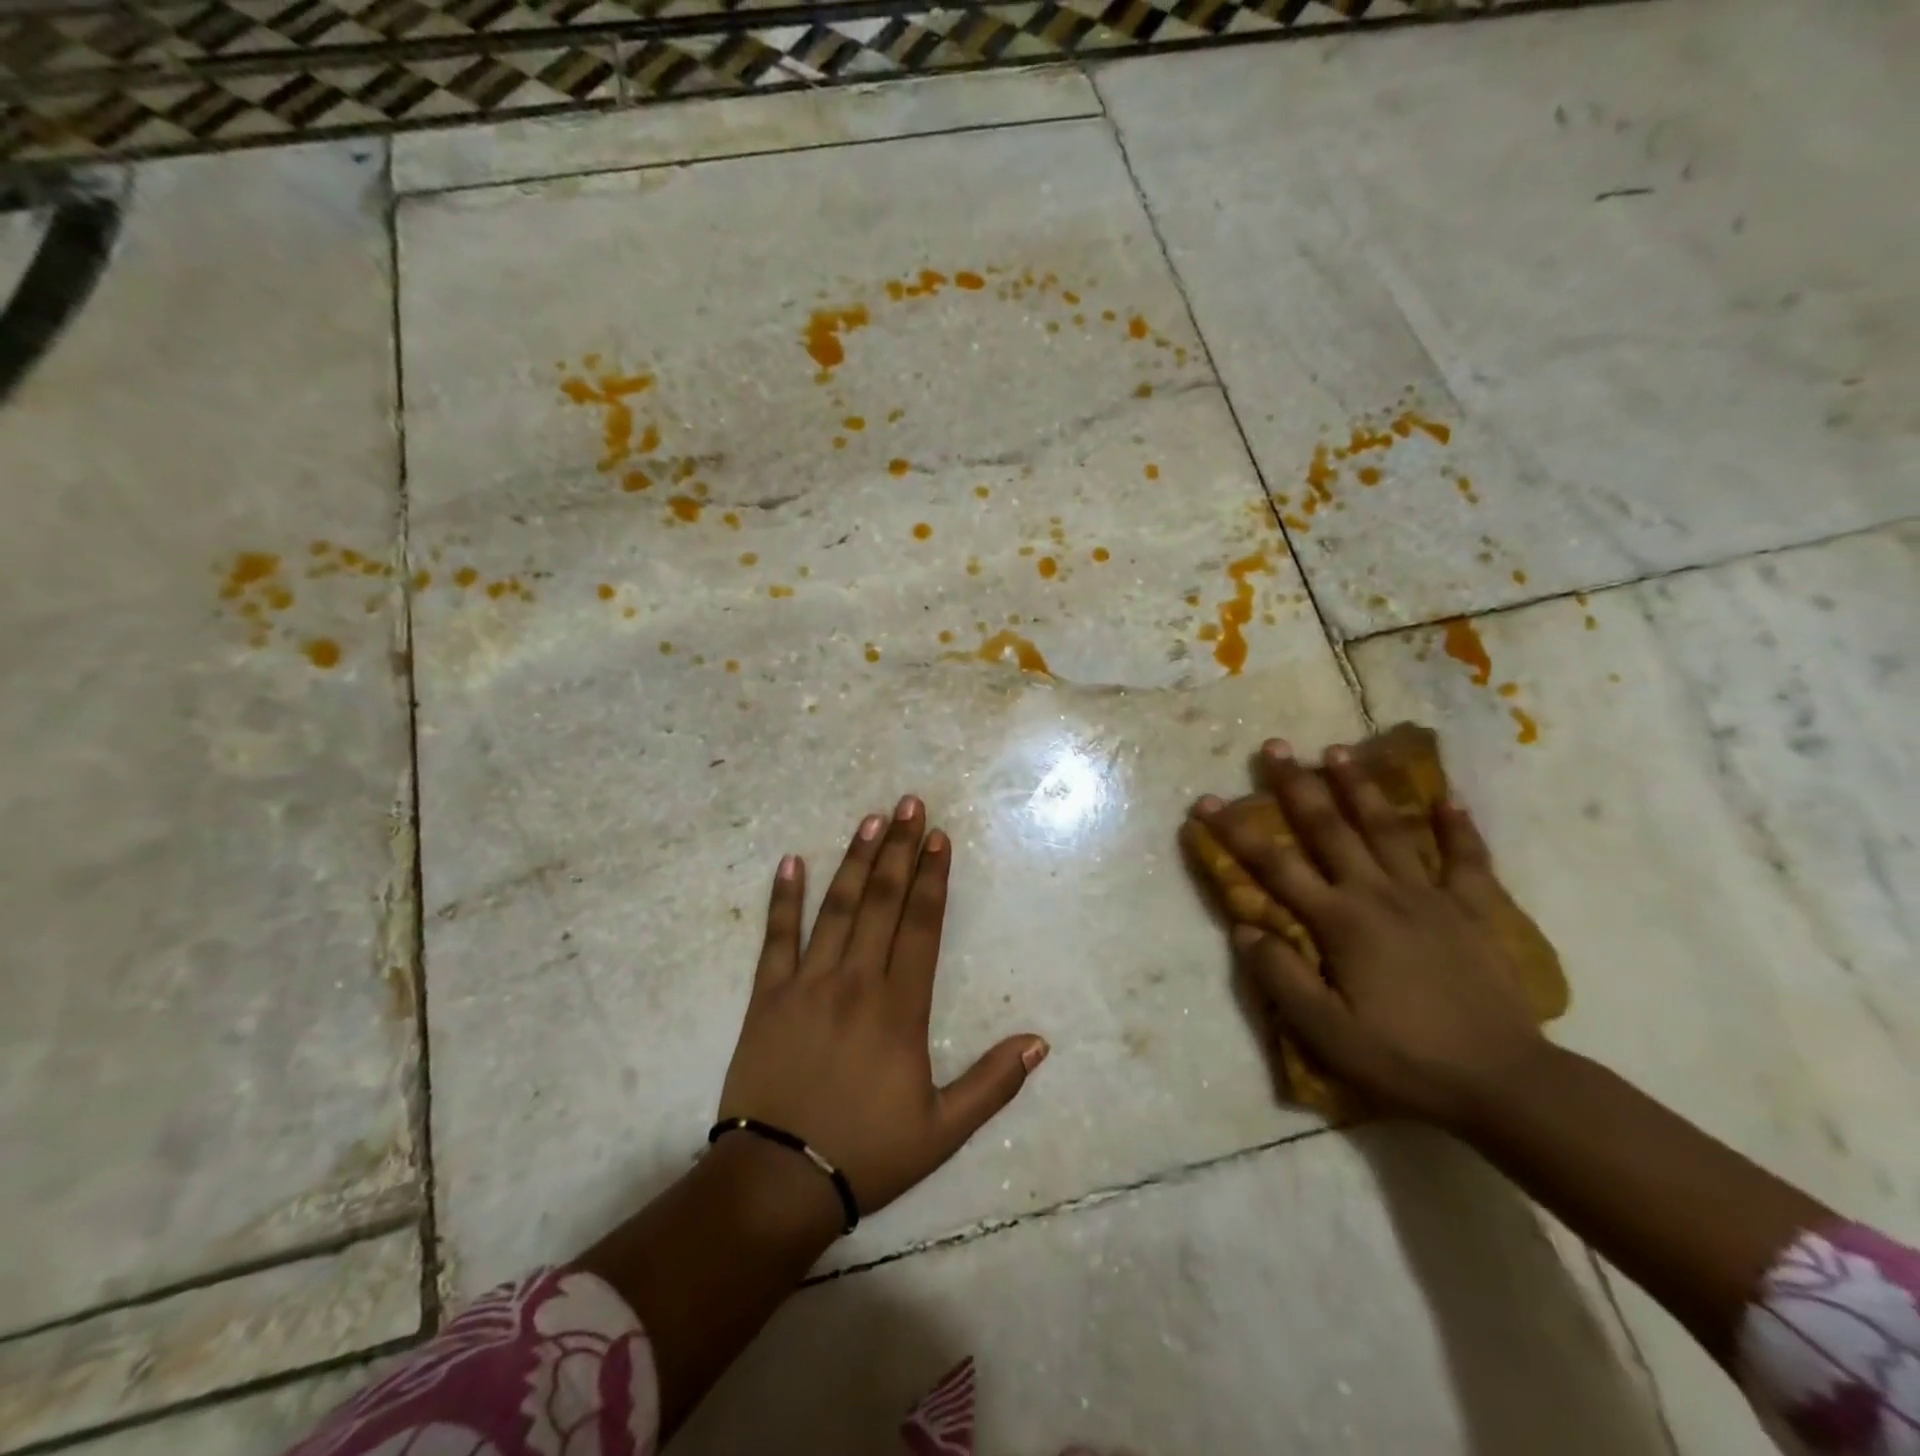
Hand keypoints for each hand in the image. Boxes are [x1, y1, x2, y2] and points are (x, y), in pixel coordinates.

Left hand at [718, 795, 1049, 1219]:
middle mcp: (856, 981)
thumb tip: (1040, 1042)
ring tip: (871, 819)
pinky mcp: (768, 996)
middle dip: (899, 849)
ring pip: (837, 908)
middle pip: (882, 901)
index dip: (932, 878)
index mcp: (899, 1008)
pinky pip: (776, 938)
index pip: (921, 925)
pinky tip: (790, 861)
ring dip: (856, 860)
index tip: (939, 837)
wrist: (778, 1181)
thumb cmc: (866, 1153)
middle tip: (909, 803)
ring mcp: (808, 983)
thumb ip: (993, 1083)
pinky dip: (783, 899)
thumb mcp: (943, 1130)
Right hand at [1191, 740, 1543, 1128]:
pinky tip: (1448, 796)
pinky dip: (1457, 826)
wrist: (1505, 1083)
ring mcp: (1429, 897)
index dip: (1236, 832)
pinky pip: (1465, 859)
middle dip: (1297, 786)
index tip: (1206, 802)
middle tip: (1275, 747)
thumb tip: (1244, 927)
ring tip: (1338, 750)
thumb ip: (1282, 977)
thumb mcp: (1326, 1033)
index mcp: (1340, 923)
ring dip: (1360, 787)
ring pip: (1388, 829)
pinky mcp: (1473, 910)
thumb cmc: (1404, 1059)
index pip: (1274, 867)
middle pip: (1329, 830)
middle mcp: (1379, 895)